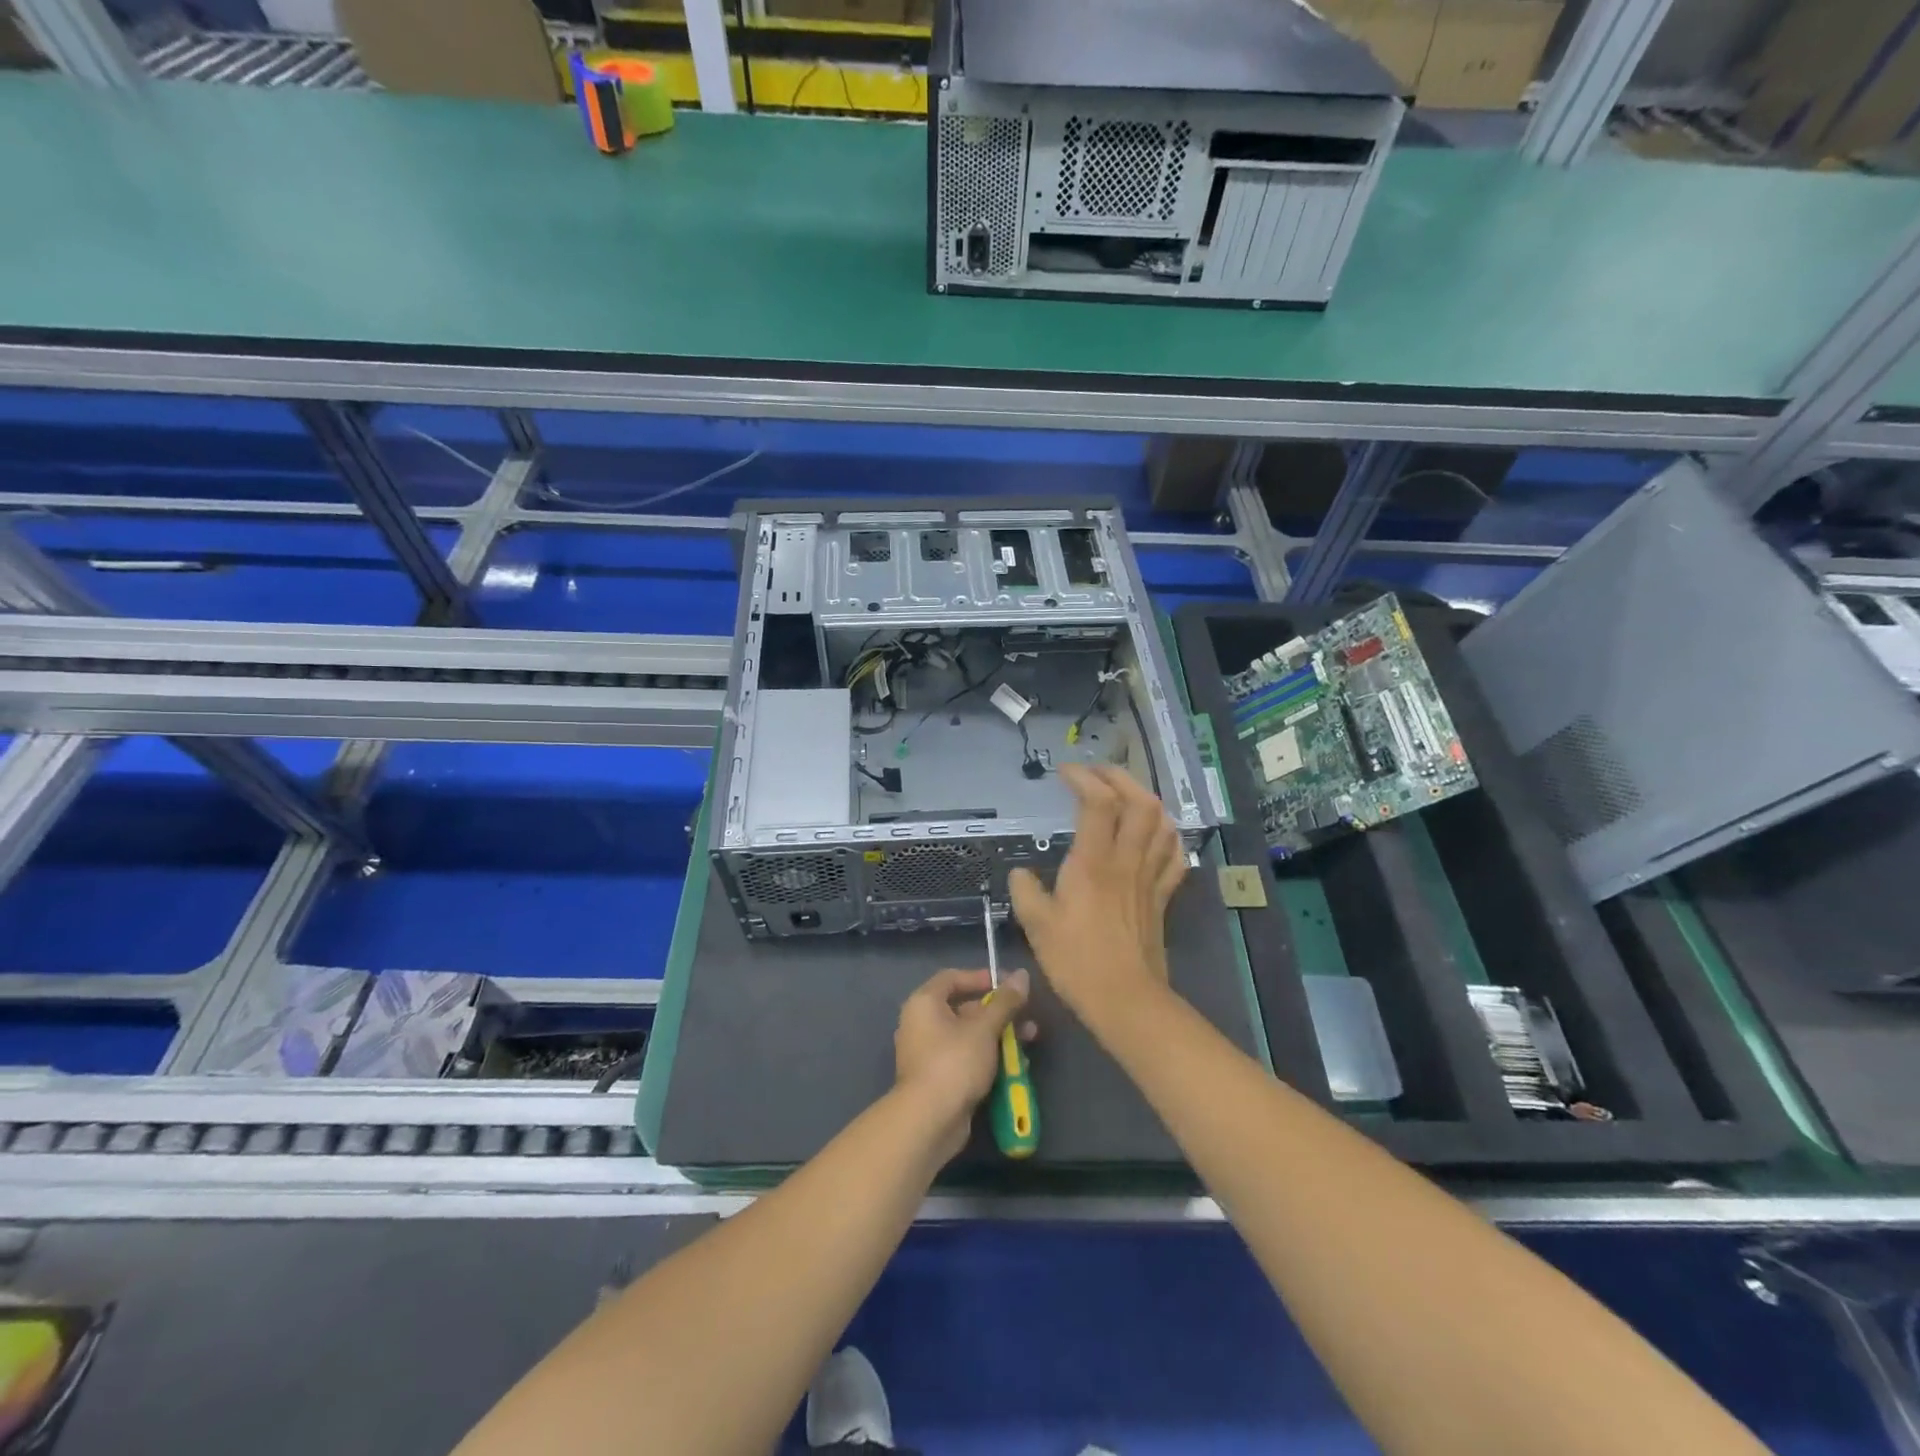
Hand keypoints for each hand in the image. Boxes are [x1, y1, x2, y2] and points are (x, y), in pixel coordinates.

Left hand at [893, 967, 1035, 1162]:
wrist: (929, 1121)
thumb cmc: (954, 1062)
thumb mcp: (985, 1028)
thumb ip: (1005, 1001)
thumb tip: (1022, 975)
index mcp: (925, 1003)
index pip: (953, 977)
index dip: (981, 977)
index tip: (1009, 983)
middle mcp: (922, 1023)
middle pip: (964, 1008)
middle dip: (999, 1012)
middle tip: (1027, 1015)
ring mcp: (930, 1053)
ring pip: (969, 1035)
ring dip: (1000, 1035)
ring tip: (1030, 1039)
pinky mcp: (939, 1077)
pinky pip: (966, 1057)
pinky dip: (989, 1057)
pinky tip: (1016, 1065)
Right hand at [1009, 763, 1187, 1019]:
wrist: (1125, 1000)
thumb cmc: (1076, 961)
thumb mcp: (1036, 925)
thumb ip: (1025, 891)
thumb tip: (1020, 873)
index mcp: (1093, 862)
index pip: (1098, 802)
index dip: (1083, 778)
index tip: (1064, 772)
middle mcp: (1126, 861)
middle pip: (1139, 802)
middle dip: (1120, 778)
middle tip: (1096, 774)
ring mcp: (1149, 877)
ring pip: (1162, 823)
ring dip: (1146, 799)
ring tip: (1125, 795)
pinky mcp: (1162, 896)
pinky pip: (1174, 856)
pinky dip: (1168, 835)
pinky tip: (1156, 833)